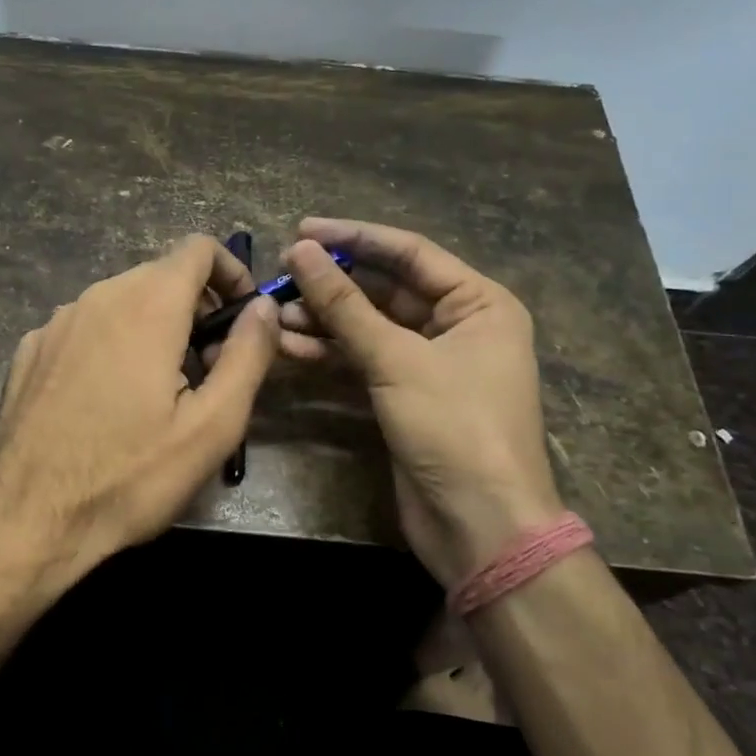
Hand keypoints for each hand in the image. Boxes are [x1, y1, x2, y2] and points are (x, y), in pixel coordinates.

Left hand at [0, 235, 280, 590]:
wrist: (24, 519)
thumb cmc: (129, 476)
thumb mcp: (212, 426)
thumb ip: (247, 355)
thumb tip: (264, 306)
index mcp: (146, 306)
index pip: (197, 248)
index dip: (231, 272)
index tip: (243, 318)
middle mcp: (97, 297)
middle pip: (159, 275)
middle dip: (195, 307)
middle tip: (208, 368)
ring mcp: (55, 322)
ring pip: (120, 301)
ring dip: (153, 327)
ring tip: (160, 391)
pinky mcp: (29, 350)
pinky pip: (85, 328)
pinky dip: (111, 343)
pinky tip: (106, 401)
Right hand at [279, 218, 562, 587]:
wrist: (479, 526)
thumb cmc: (454, 427)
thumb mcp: (396, 359)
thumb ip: (345, 305)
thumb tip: (302, 251)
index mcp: (478, 303)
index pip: (409, 253)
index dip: (354, 237)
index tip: (302, 230)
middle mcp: (457, 324)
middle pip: (385, 289)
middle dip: (332, 284)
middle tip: (281, 273)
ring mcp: (429, 362)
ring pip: (368, 326)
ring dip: (323, 320)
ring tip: (275, 313)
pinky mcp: (405, 394)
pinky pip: (362, 359)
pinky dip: (329, 353)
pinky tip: (289, 347)